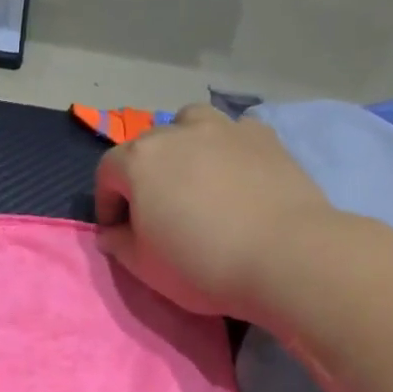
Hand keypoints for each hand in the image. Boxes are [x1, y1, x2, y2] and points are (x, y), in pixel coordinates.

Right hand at [94, 105, 332, 316]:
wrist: (285, 256)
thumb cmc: (201, 263)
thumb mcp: (144, 267)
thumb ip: (119, 244)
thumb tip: (112, 233)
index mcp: (139, 160)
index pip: (107, 172)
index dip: (107, 203)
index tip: (118, 231)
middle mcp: (177, 133)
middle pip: (146, 146)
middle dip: (142, 175)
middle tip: (156, 210)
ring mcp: (224, 129)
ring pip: (190, 124)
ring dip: (182, 146)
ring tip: (194, 179)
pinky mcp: (264, 137)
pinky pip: (233, 133)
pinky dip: (226, 149)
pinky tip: (235, 177)